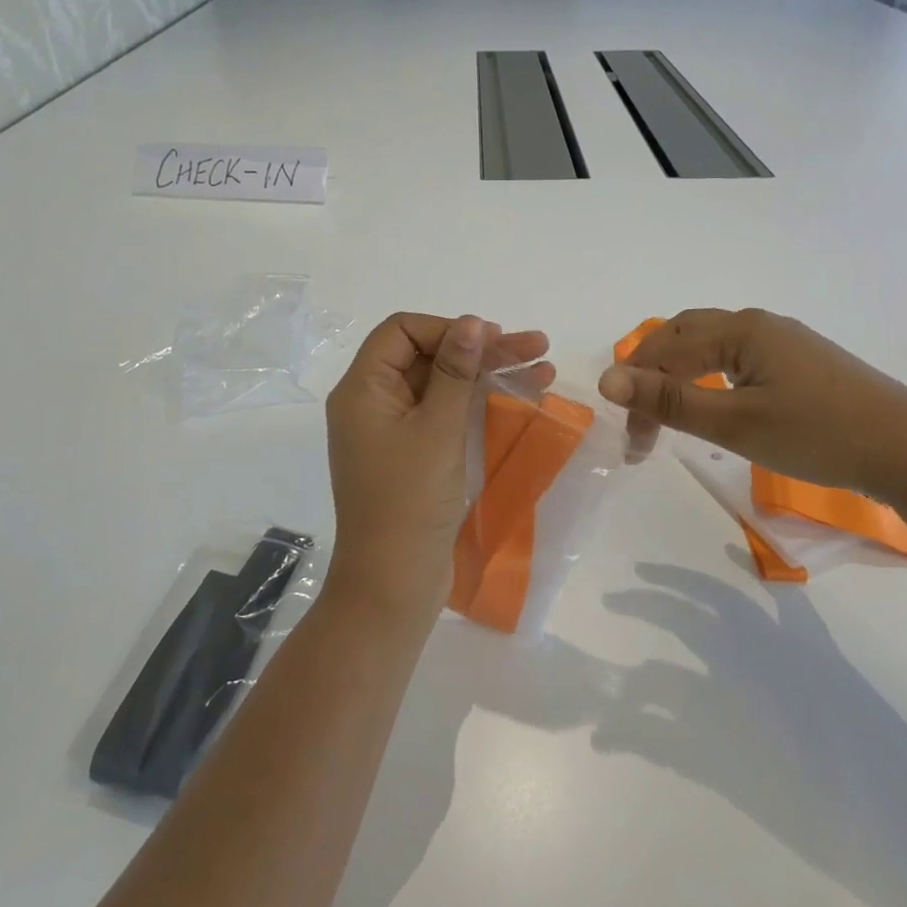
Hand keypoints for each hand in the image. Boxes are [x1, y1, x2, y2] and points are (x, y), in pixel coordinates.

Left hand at [326, 313, 551, 614]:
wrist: (394, 583)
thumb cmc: (410, 501)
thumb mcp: (437, 429)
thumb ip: (455, 371)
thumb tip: (471, 323)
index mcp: (363, 389)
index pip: (402, 331)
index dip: (448, 328)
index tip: (492, 340)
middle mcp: (373, 403)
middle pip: (427, 356)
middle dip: (481, 350)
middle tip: (538, 347)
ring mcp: (394, 431)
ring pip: (443, 386)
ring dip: (489, 375)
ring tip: (544, 367)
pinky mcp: (414, 456)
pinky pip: (446, 416)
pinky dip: (480, 405)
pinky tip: (523, 397)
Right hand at [598, 308, 906, 498]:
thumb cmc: (818, 435)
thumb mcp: (735, 422)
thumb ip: (669, 401)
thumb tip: (606, 380)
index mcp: (740, 329)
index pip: (664, 350)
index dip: (637, 391)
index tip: (632, 443)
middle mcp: (758, 324)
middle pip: (683, 337)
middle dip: (653, 377)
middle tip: (643, 426)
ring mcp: (784, 341)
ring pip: (710, 347)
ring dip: (680, 376)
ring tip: (669, 415)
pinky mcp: (801, 362)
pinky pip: (737, 359)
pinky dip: (709, 379)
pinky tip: (716, 404)